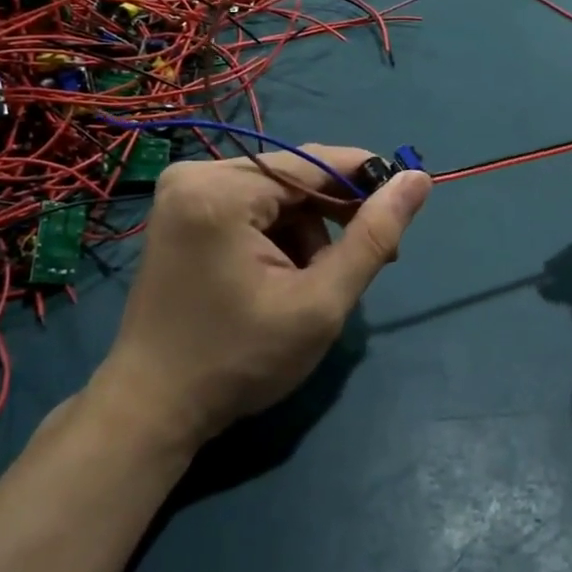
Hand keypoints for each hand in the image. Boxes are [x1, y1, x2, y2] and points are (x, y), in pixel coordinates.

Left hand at [99, 147, 430, 449]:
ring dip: (306, 231)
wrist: (154, 409)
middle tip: (369, 262)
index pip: (314, 162)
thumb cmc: (239, 361)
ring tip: (316, 282)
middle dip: (333, 217)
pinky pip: (248, 206)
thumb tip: (417, 180)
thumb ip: (373, 237)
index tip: (403, 209)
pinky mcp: (180, 212)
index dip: (366, 180)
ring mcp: (182, 192)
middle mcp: (195, 174)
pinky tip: (283, 276)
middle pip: (292, 178)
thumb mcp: (320, 302)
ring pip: (273, 194)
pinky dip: (276, 235)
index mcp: (222, 190)